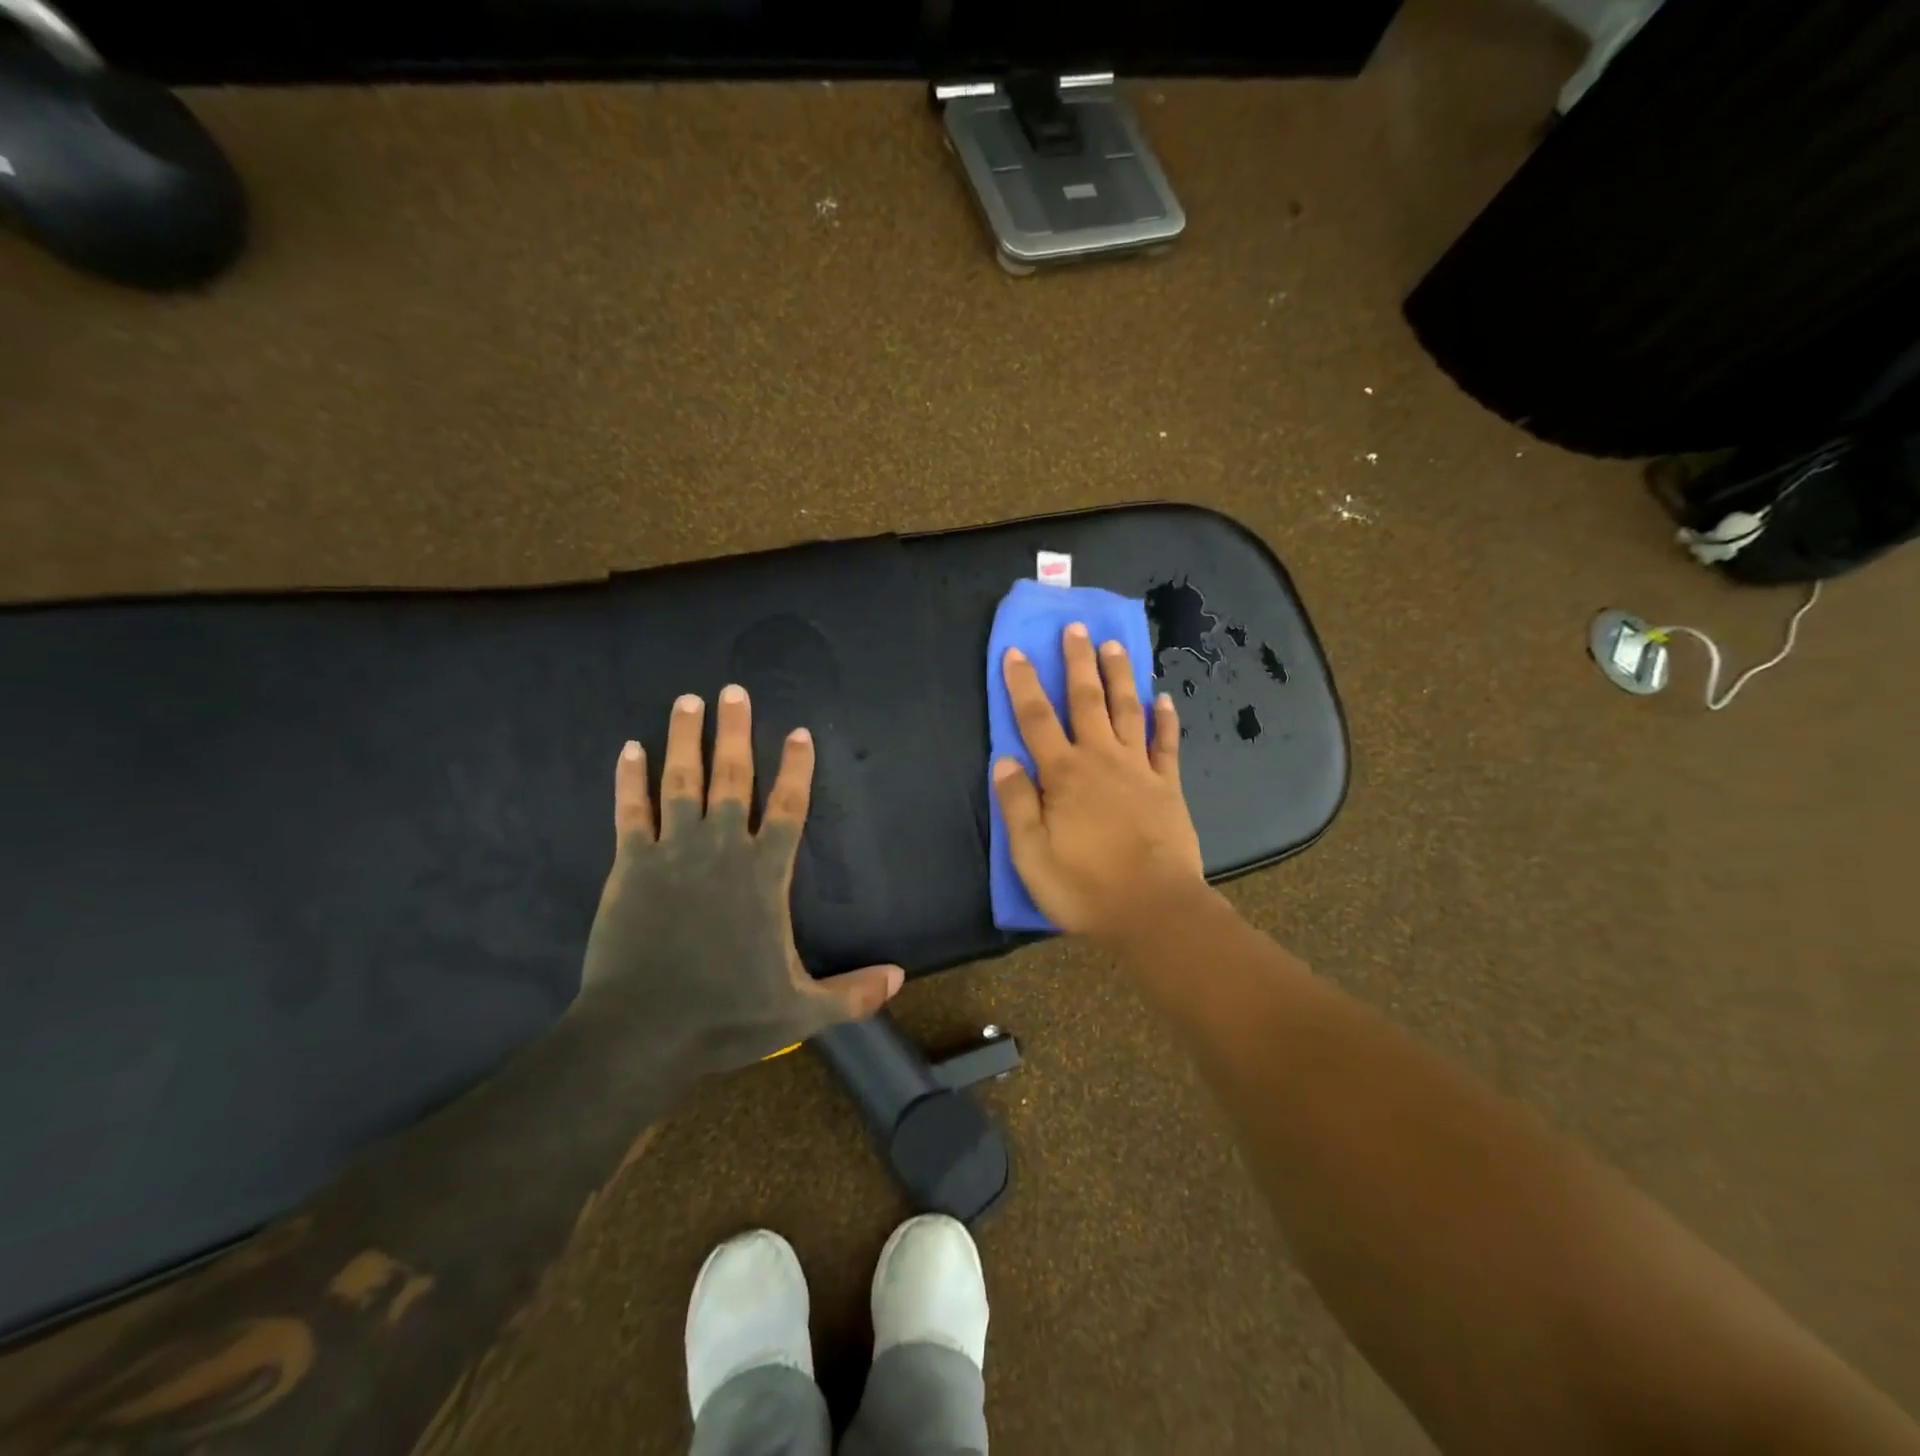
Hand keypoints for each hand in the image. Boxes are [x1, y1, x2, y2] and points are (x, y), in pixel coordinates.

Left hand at [578, 685, 903, 1072]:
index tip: (798, 732)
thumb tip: (901, 977)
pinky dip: (630, 778)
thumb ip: (852, 993)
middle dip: (736, 732)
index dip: (796, 768)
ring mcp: (672, 852)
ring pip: (681, 781)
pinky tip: (630, 748)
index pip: (788, 807)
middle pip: (733, 778)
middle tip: (734, 691)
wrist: (642, 1032)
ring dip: (686, 738)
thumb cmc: (726, 1015)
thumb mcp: (801, 1011)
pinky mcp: (631, 865)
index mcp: (764, 875)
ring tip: (689, 700)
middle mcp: (722, 849)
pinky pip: (631, 811)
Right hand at [993, 622, 1208, 943]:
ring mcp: (1139, 769)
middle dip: (1077, 662)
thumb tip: (1004, 760)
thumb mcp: (1031, 854)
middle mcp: (1101, 759)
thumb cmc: (1085, 887)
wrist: (1154, 910)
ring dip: (1119, 676)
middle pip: (1086, 701)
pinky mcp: (1168, 786)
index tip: (1016, 652)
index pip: (1036, 719)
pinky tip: (1164, 698)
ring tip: (1114, 645)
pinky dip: (1166, 719)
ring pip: (1127, 710)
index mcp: (1064, 774)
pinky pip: (1166, 743)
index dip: (1023, 684)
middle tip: (1076, 627)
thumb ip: (1017, 804)